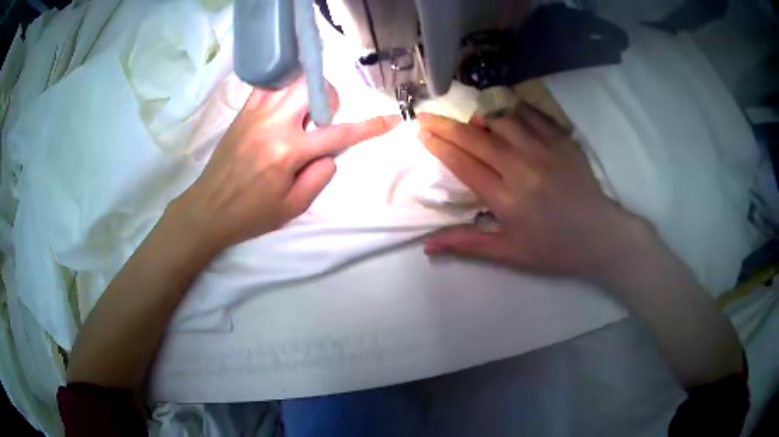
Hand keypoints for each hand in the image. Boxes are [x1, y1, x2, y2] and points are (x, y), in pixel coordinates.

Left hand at [176, 79, 399, 251]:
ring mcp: (256, 112)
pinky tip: (283, 108)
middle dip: (328, 99)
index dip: (369, 127)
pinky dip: (285, 89)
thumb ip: (319, 176)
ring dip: (307, 91)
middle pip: (314, 87)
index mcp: (288, 152)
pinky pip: (270, 85)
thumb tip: (330, 152)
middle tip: (319, 121)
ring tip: (301, 114)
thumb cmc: (251, 213)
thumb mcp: (293, 207)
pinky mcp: (243, 111)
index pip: (338, 134)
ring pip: (293, 79)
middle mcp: (273, 124)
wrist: (208, 208)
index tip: (390, 120)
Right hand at [417, 104, 648, 281]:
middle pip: (475, 137)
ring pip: (502, 118)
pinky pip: (531, 114)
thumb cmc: (554, 249)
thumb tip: (428, 245)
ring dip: (479, 116)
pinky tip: (504, 115)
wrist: (600, 235)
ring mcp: (544, 150)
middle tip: (426, 116)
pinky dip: (512, 110)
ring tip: (471, 121)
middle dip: (445, 125)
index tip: (421, 133)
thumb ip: (467, 244)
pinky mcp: (561, 140)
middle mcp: (522, 168)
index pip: (463, 164)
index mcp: (507, 199)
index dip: (438, 146)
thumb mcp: (510, 253)